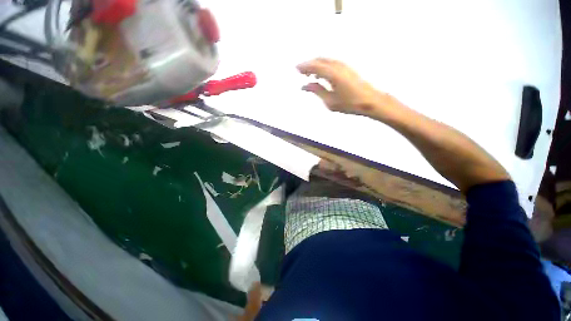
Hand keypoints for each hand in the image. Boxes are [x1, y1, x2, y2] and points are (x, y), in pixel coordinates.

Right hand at [297, 58, 391, 116]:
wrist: (370, 101)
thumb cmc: (349, 103)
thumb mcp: (330, 101)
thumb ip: (317, 91)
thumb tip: (305, 86)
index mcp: (332, 74)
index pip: (314, 66)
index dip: (304, 66)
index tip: (296, 68)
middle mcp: (338, 66)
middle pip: (320, 60)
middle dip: (309, 64)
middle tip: (301, 70)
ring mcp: (344, 66)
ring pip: (326, 60)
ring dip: (316, 64)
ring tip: (310, 73)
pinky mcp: (348, 69)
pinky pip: (331, 63)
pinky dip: (323, 66)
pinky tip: (322, 74)